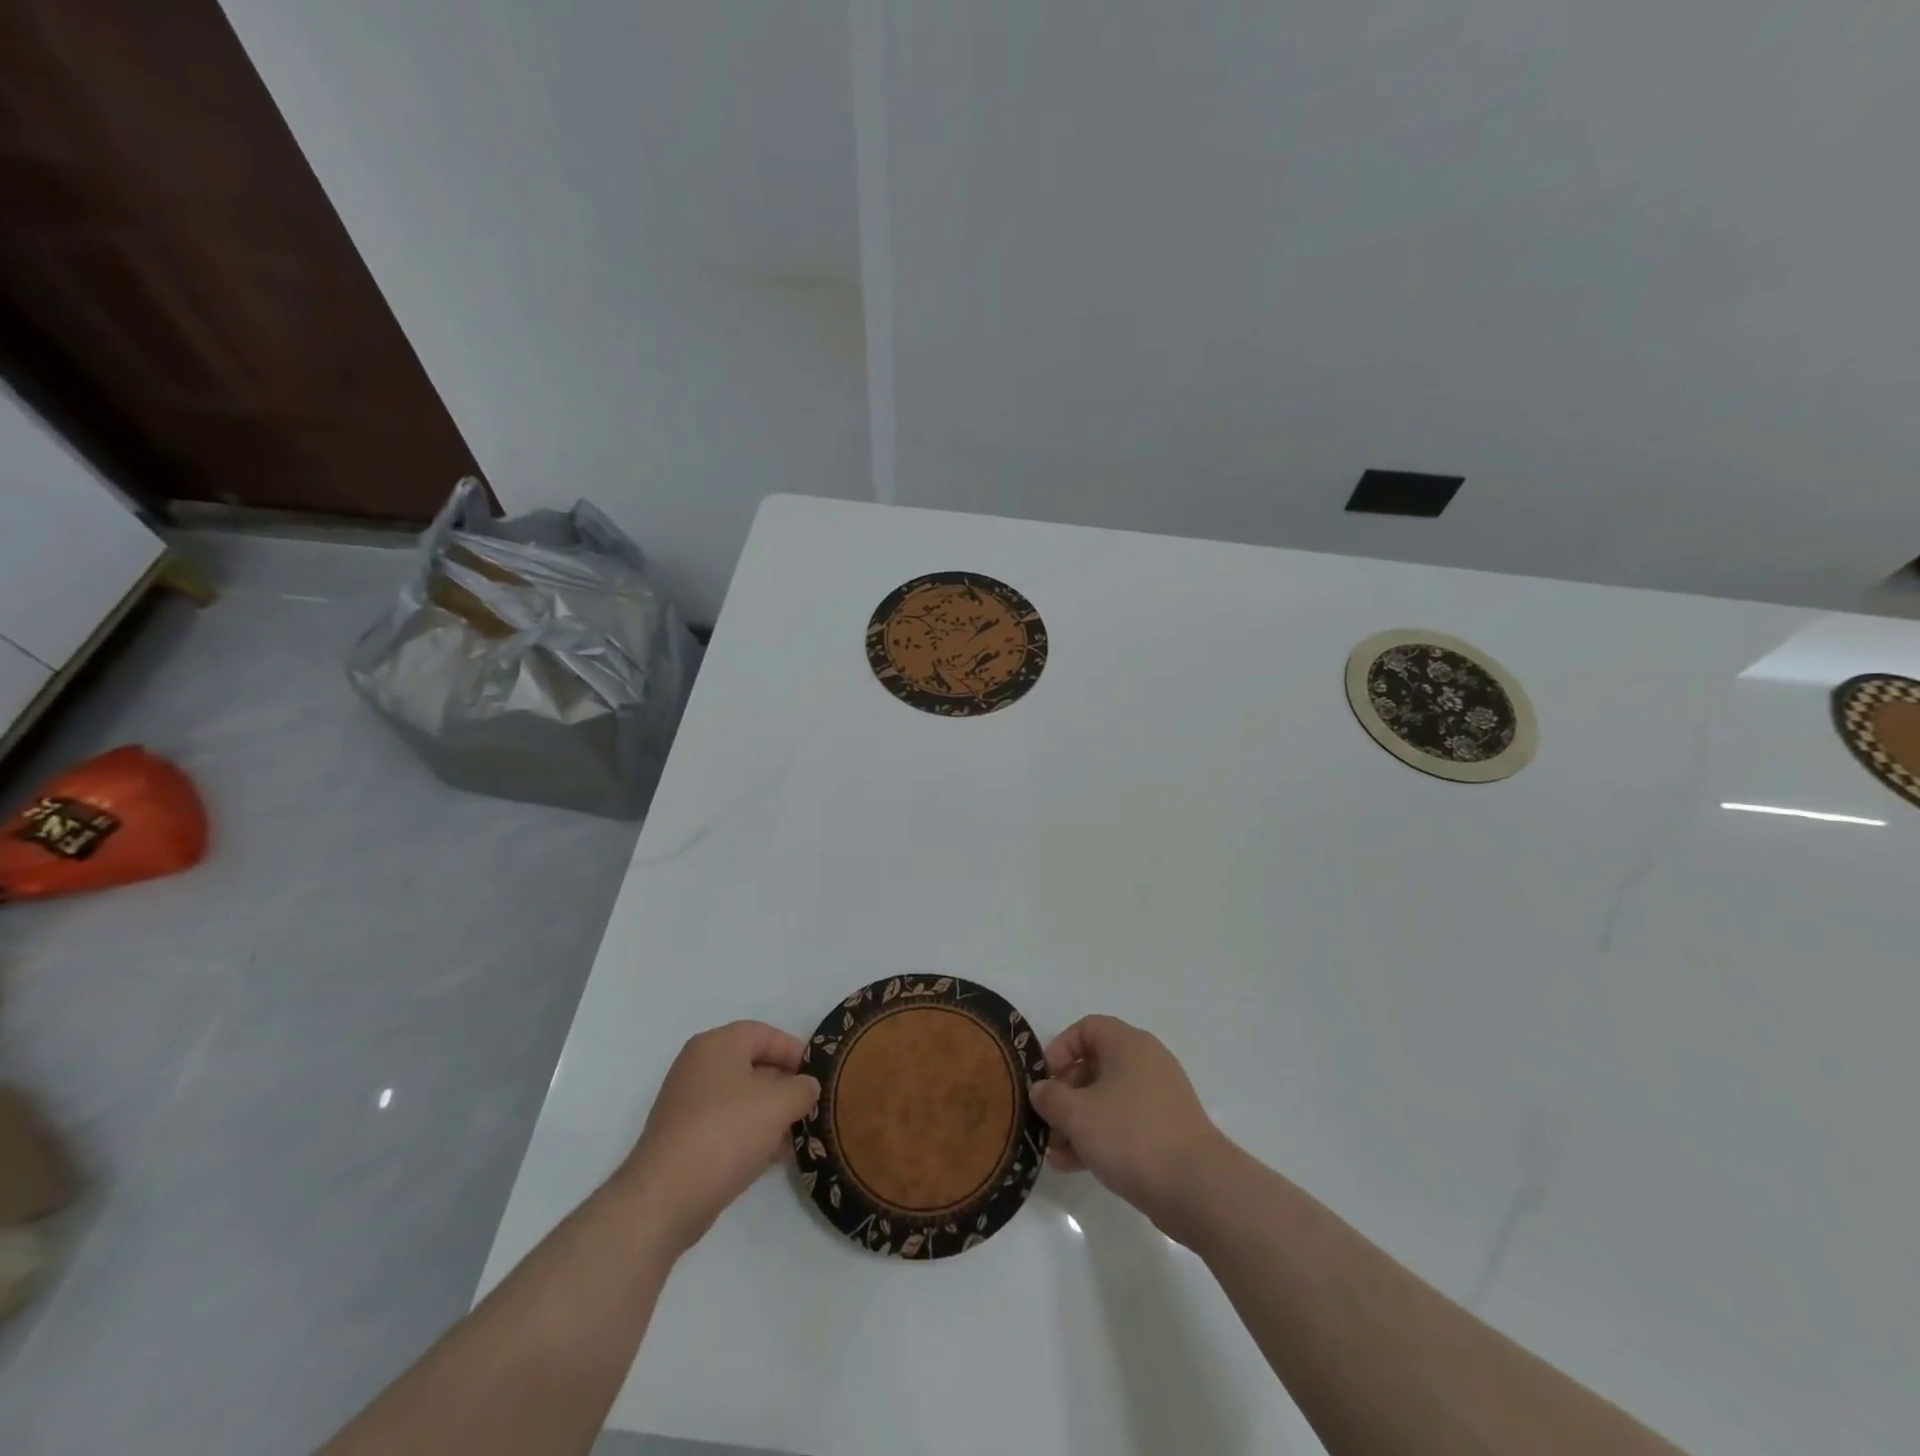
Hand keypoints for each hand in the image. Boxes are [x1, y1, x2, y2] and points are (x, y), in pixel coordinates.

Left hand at [614, 1020, 819, 1254]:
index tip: (816, 1073)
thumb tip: (807, 1087)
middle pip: (752, 1064)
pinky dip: (751, 1133)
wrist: (664, 1198)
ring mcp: (687, 1104)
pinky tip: (774, 1155)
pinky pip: (726, 1124)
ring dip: (770, 1112)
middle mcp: (698, 1067)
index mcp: (717, 1045)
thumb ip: (802, 1089)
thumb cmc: (726, 1133)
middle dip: (784, 1084)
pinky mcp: (684, 1138)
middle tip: (810, 1103)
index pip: (763, 1033)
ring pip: (740, 1098)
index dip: (793, 1049)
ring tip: (798, 1132)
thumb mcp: (778, 1104)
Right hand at [1030, 1015, 1226, 1235]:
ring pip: (1107, 1099)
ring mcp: (1158, 1098)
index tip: (1045, 1081)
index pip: (1087, 1028)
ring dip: (1077, 1122)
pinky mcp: (1165, 1131)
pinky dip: (1099, 1137)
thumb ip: (1050, 1098)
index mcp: (1128, 1044)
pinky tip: (1074, 1166)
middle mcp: (1145, 1062)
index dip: (1060, 1049)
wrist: (1197, 1188)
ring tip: (1054, 1153)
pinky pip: (1123, 1123)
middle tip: (1046, 1121)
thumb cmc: (1131, 1135)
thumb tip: (1041, 1090)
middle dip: (1065, 1094)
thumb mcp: (1077, 1114)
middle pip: (1095, 1066)